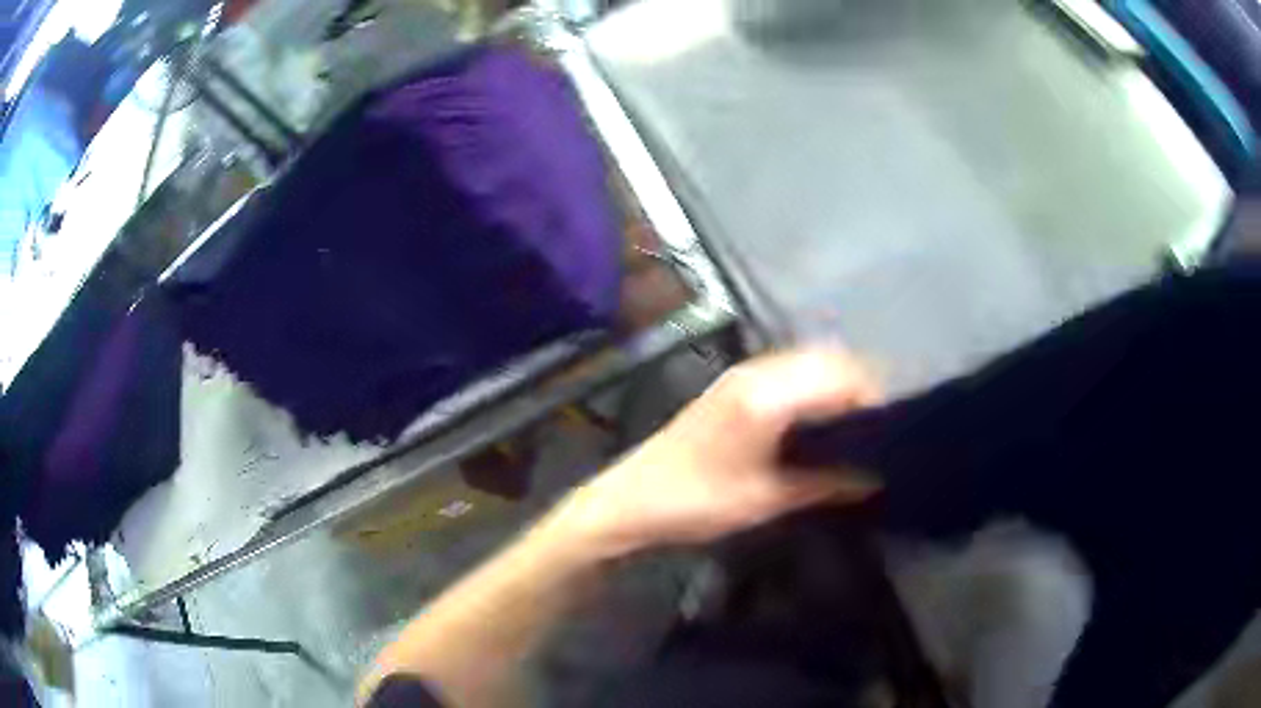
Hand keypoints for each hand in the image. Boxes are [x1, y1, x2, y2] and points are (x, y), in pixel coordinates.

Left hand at [559, 349, 882, 557]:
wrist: (630, 499)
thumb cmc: (696, 501)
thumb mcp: (767, 498)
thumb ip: (827, 482)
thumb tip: (877, 477)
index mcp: (768, 394)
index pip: (840, 376)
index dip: (872, 398)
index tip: (893, 429)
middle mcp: (757, 371)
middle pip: (827, 360)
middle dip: (859, 387)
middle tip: (880, 429)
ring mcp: (742, 374)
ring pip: (807, 362)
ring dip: (836, 384)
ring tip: (856, 427)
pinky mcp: (732, 385)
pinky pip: (788, 372)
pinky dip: (813, 387)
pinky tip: (819, 421)